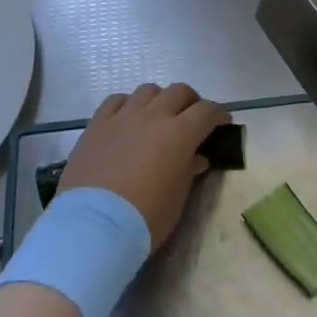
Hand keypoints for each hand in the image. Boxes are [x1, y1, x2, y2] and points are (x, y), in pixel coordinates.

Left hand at [58, 83, 229, 249]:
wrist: (93, 226)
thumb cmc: (145, 218)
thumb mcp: (177, 198)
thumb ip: (189, 171)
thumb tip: (197, 157)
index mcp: (180, 134)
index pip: (208, 111)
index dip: (219, 115)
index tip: (223, 124)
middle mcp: (153, 116)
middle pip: (179, 91)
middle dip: (191, 102)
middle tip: (192, 120)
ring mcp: (122, 116)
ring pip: (148, 90)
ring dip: (160, 100)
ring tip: (158, 118)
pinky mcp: (97, 124)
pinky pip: (116, 100)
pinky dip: (128, 104)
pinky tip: (128, 119)